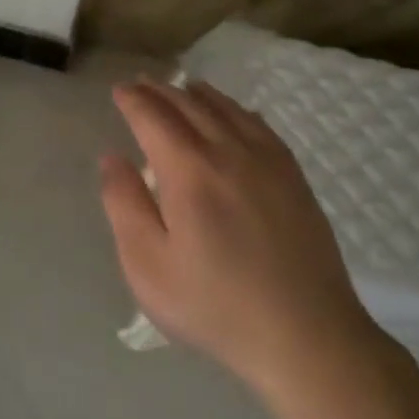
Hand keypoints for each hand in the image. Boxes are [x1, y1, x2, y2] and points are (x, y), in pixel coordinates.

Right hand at [99, 78, 386, 394]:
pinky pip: (260, 126)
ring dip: (198, 95)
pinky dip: (237, 110)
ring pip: (228, 110)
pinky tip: (234, 114)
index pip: (154, 117)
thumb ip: (124, 205)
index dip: (133, 100)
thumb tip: (113, 158)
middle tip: (141, 84)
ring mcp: (269, 162)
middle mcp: (229, 152)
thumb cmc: (214, 305)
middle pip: (190, 105)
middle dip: (161, 91)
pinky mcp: (294, 178)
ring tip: (182, 88)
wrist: (305, 335)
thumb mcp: (148, 266)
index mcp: (189, 171)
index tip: (119, 90)